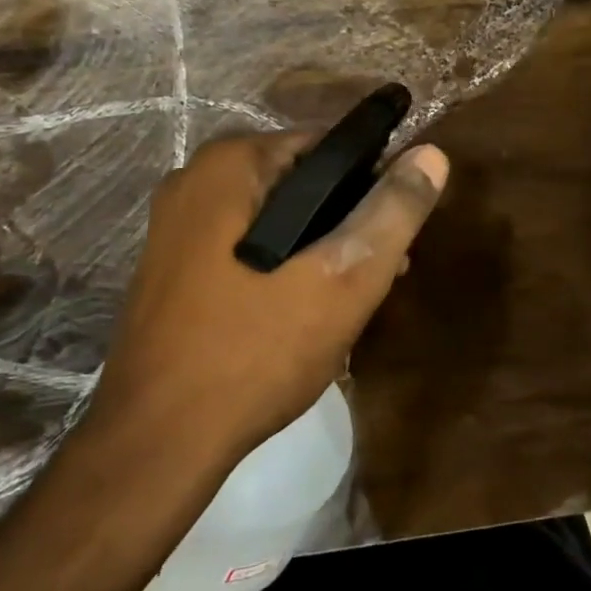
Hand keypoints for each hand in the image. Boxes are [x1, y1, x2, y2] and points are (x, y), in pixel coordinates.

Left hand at [85, 131, 449, 461]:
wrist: (158, 442)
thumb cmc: (254, 351)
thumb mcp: (342, 280)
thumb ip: (393, 212)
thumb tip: (432, 154)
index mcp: (230, 164)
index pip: (329, 148)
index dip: (375, 187)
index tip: (395, 239)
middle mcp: (194, 181)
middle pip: (301, 185)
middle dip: (347, 225)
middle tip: (380, 277)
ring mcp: (175, 227)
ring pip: (275, 221)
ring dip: (319, 252)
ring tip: (349, 303)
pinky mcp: (172, 270)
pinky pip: (246, 249)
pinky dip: (283, 268)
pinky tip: (303, 315)